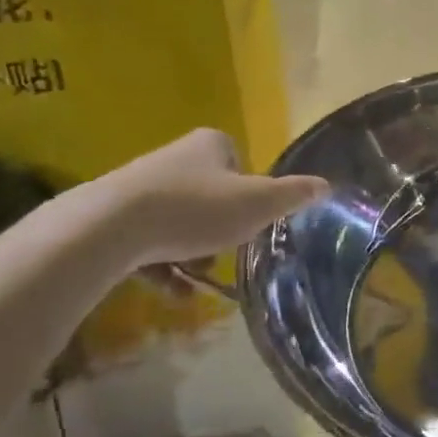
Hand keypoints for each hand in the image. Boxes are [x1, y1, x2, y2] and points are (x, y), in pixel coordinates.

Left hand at [106, 129, 327, 264]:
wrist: (110, 228)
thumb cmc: (194, 209)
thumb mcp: (257, 204)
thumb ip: (293, 195)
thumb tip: (327, 185)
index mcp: (210, 144)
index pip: (239, 163)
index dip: (249, 193)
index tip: (249, 220)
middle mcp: (174, 156)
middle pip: (210, 193)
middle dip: (219, 227)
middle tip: (227, 252)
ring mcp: (139, 185)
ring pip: (179, 219)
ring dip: (192, 250)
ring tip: (199, 279)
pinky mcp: (112, 215)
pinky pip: (148, 241)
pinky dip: (163, 266)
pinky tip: (174, 292)